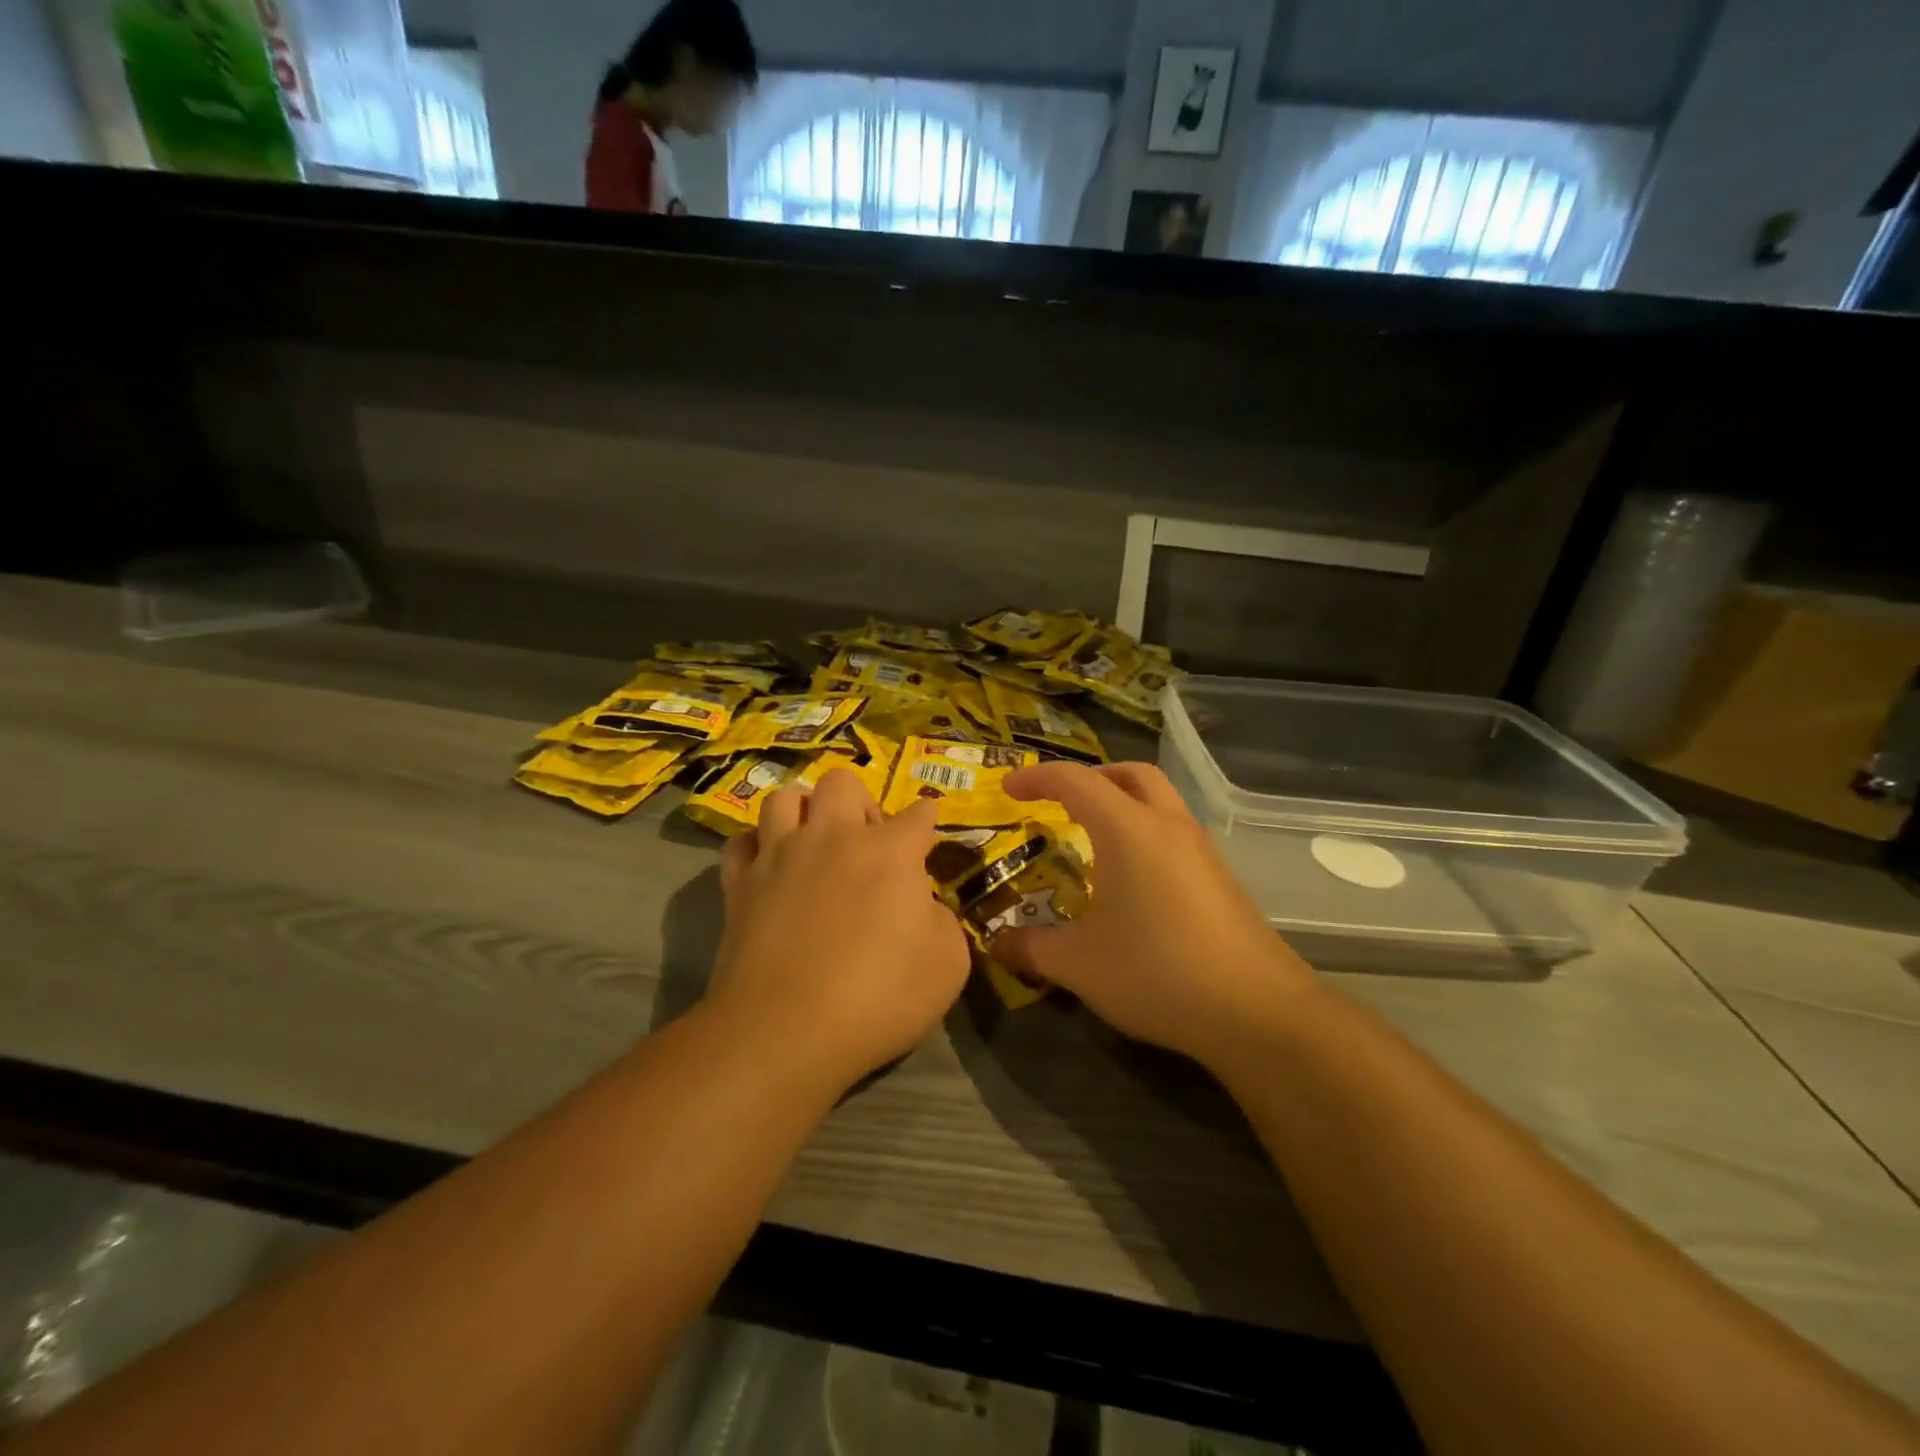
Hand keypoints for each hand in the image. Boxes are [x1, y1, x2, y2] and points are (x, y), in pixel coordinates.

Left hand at [710, 767, 969, 1087]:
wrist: (785, 1031)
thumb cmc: (879, 998)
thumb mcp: (948, 965)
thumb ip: (942, 920)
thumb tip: (922, 904)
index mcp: (890, 852)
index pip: (919, 814)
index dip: (927, 819)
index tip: (927, 833)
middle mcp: (833, 837)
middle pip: (842, 782)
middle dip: (859, 800)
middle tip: (866, 840)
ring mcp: (780, 855)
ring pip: (784, 797)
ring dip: (803, 811)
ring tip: (813, 841)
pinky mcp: (740, 883)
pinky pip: (740, 842)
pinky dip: (756, 847)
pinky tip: (768, 866)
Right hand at [997, 761, 1317, 1066]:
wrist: (1258, 1011)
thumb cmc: (1157, 972)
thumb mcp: (1079, 964)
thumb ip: (1031, 948)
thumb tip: (996, 943)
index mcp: (1128, 830)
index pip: (1075, 781)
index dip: (1037, 777)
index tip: (1009, 787)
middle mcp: (1168, 826)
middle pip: (1128, 774)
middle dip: (1089, 778)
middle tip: (1060, 803)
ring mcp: (1202, 850)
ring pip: (1159, 801)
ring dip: (1123, 804)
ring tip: (1093, 842)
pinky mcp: (1223, 878)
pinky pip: (1175, 833)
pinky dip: (1145, 834)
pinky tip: (1133, 883)